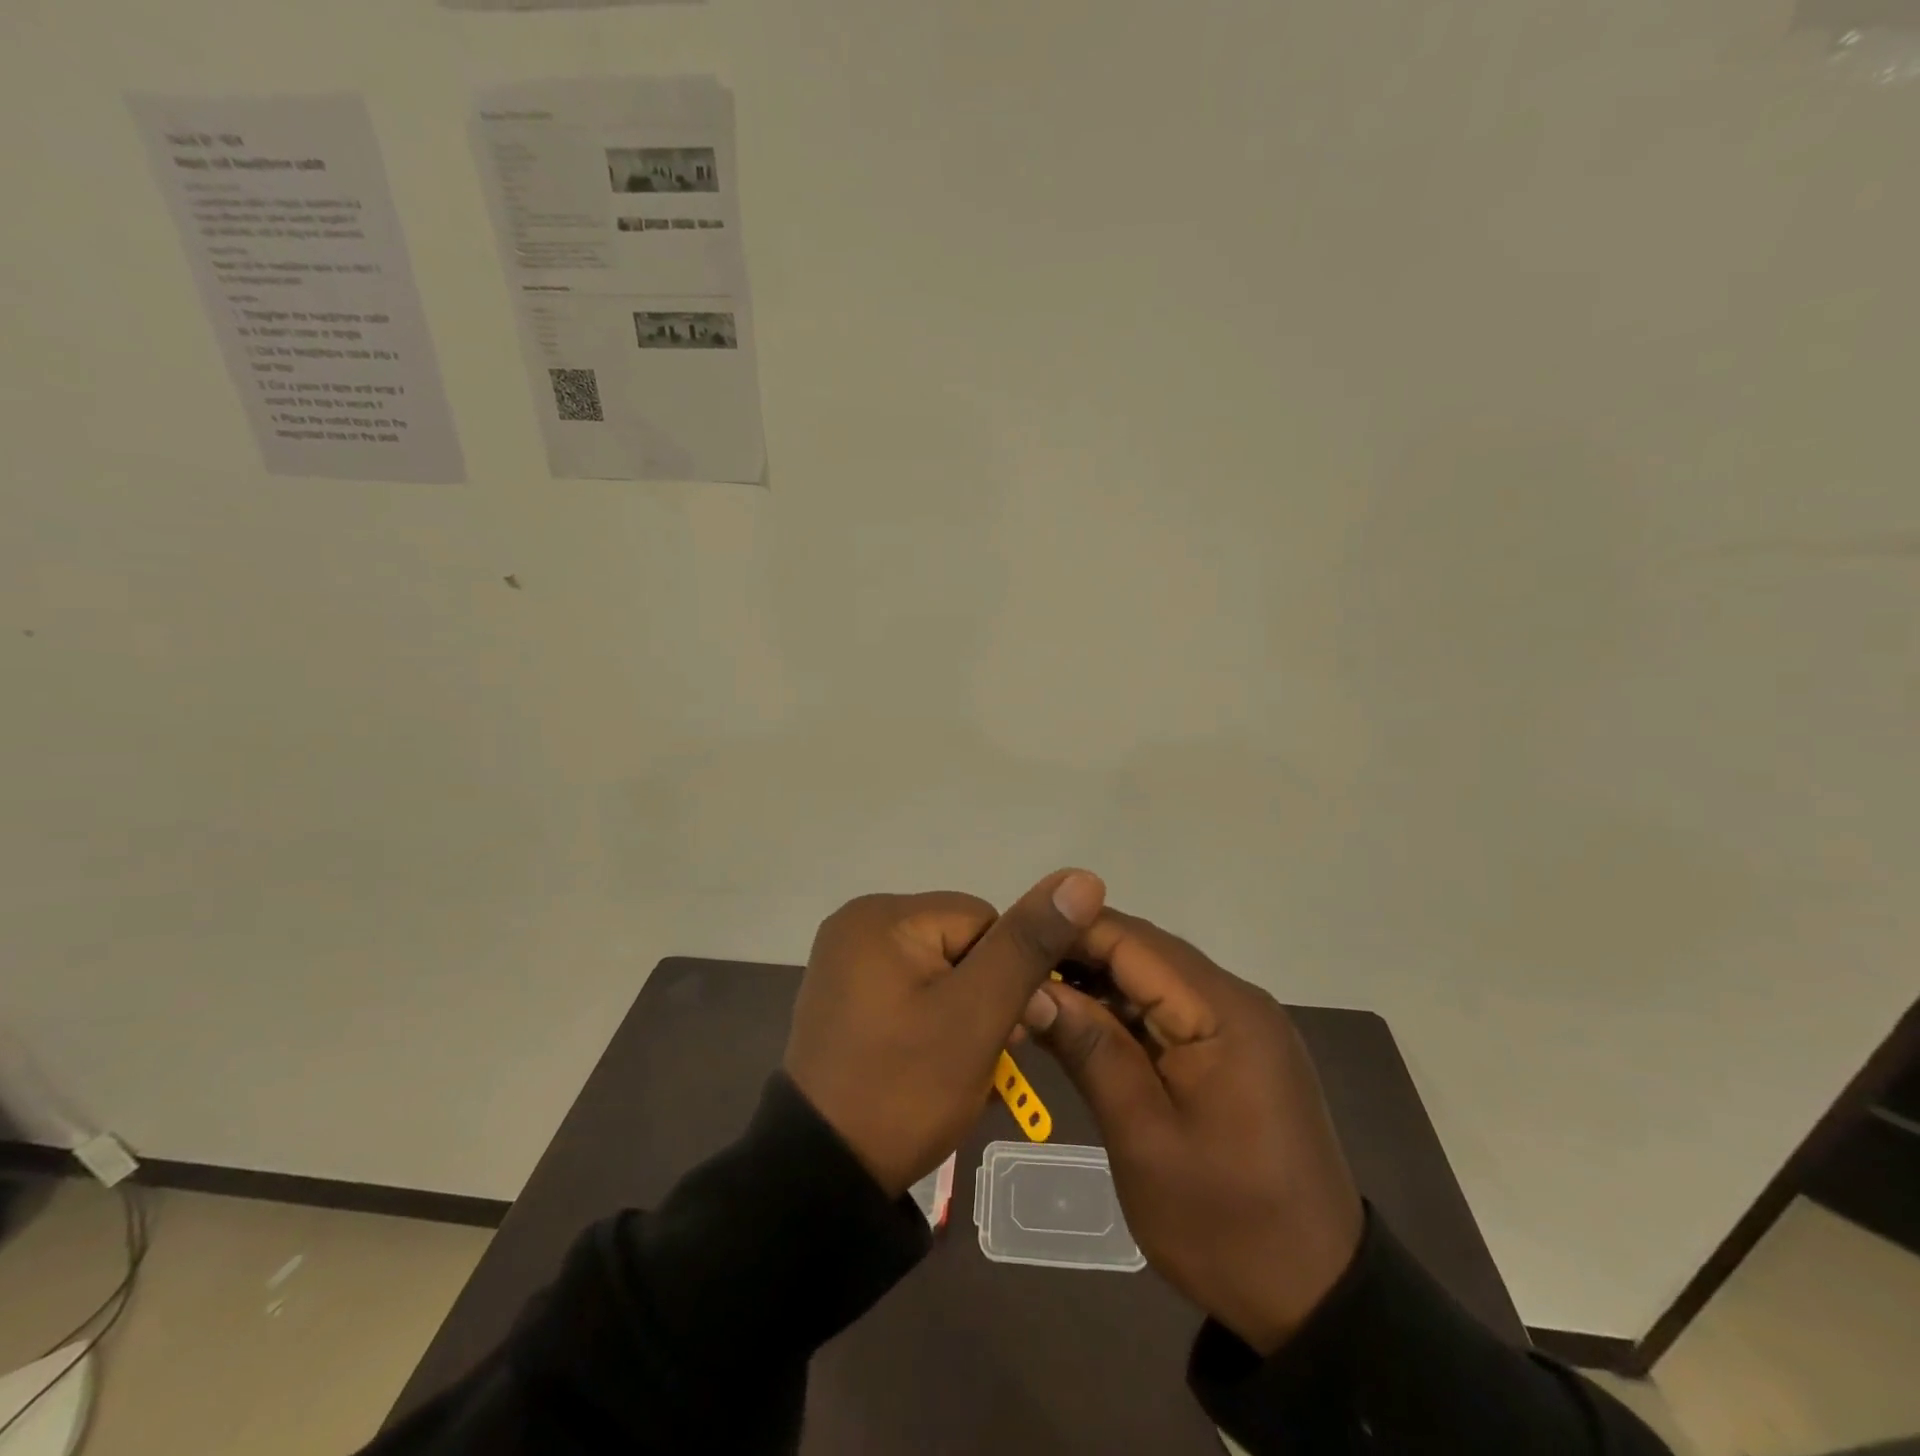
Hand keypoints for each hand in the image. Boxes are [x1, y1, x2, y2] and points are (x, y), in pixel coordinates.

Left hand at [784, 868, 1106, 1196]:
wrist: (824, 1175)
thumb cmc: (904, 1088)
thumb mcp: (976, 1014)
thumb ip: (1028, 944)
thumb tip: (1082, 877)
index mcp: (882, 914)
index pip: (984, 919)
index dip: (1007, 975)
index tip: (1003, 1029)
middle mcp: (859, 922)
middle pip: (961, 942)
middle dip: (984, 994)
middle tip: (977, 1054)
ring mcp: (847, 960)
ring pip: (941, 968)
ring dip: (962, 1010)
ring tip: (955, 1063)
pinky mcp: (846, 994)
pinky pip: (912, 988)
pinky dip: (933, 1018)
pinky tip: (930, 1059)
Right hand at [1025, 910, 1364, 1353]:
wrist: (1316, 1299)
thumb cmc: (1225, 1224)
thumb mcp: (1144, 1140)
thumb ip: (1091, 1050)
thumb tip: (1031, 986)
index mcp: (1224, 1012)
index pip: (1133, 941)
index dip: (1068, 930)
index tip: (1009, 939)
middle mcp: (1238, 1000)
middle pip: (1145, 952)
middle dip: (1077, 954)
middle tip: (1012, 973)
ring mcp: (1241, 1024)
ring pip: (1155, 977)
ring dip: (1097, 982)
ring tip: (1033, 995)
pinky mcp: (1237, 1048)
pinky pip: (1171, 1008)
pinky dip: (1124, 1011)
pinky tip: (1082, 1025)